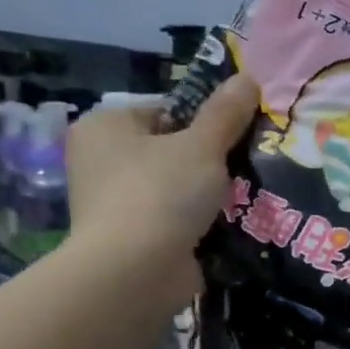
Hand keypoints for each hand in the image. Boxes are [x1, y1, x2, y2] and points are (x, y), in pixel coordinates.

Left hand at [67, 75, 259, 308]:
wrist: (134, 271)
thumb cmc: (161, 193)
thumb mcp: (203, 145)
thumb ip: (226, 112)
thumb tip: (248, 77)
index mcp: (105, 126)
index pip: (166, 109)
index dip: (206, 119)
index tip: (239, 133)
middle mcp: (101, 159)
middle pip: (172, 147)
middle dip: (211, 157)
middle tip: (249, 162)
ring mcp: (114, 201)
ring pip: (177, 184)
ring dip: (209, 190)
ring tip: (248, 192)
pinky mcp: (131, 235)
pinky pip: (175, 216)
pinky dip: (200, 219)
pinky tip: (232, 221)